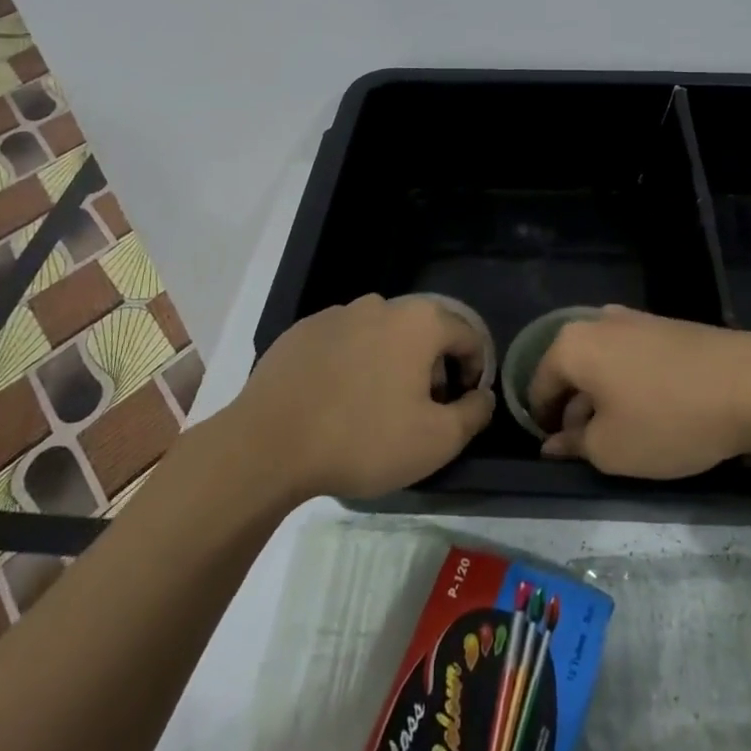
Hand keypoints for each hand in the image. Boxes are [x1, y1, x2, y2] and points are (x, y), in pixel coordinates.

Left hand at [234, 294, 494, 499]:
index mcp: (420, 321)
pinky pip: (344, 343)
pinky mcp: (303, 330)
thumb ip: (474, 413)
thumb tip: (483, 395)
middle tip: (419, 411)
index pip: (468, 336)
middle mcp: (382, 304)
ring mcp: (338, 313)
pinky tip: (336, 401)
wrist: (268, 445)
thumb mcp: (436, 441)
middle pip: (424, 332)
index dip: (474, 371)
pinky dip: (351, 364)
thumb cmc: (363, 439)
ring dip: (390, 363)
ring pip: (382, 335)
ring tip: (374, 408)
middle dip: (431, 367)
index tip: (461, 406)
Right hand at [526, 307, 750, 477]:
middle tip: (593, 450)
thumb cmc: (667, 419)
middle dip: (575, 411)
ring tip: (628, 435)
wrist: (750, 383)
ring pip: (604, 364)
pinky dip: (632, 384)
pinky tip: (655, 412)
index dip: (542, 425)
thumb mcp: (611, 449)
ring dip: (605, 398)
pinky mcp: (667, 326)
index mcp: (572, 345)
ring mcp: (636, 319)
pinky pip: (633, 358)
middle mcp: (598, 322)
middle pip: (571, 371)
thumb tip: (553, 443)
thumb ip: (574, 446)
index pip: (538, 387)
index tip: (559, 455)